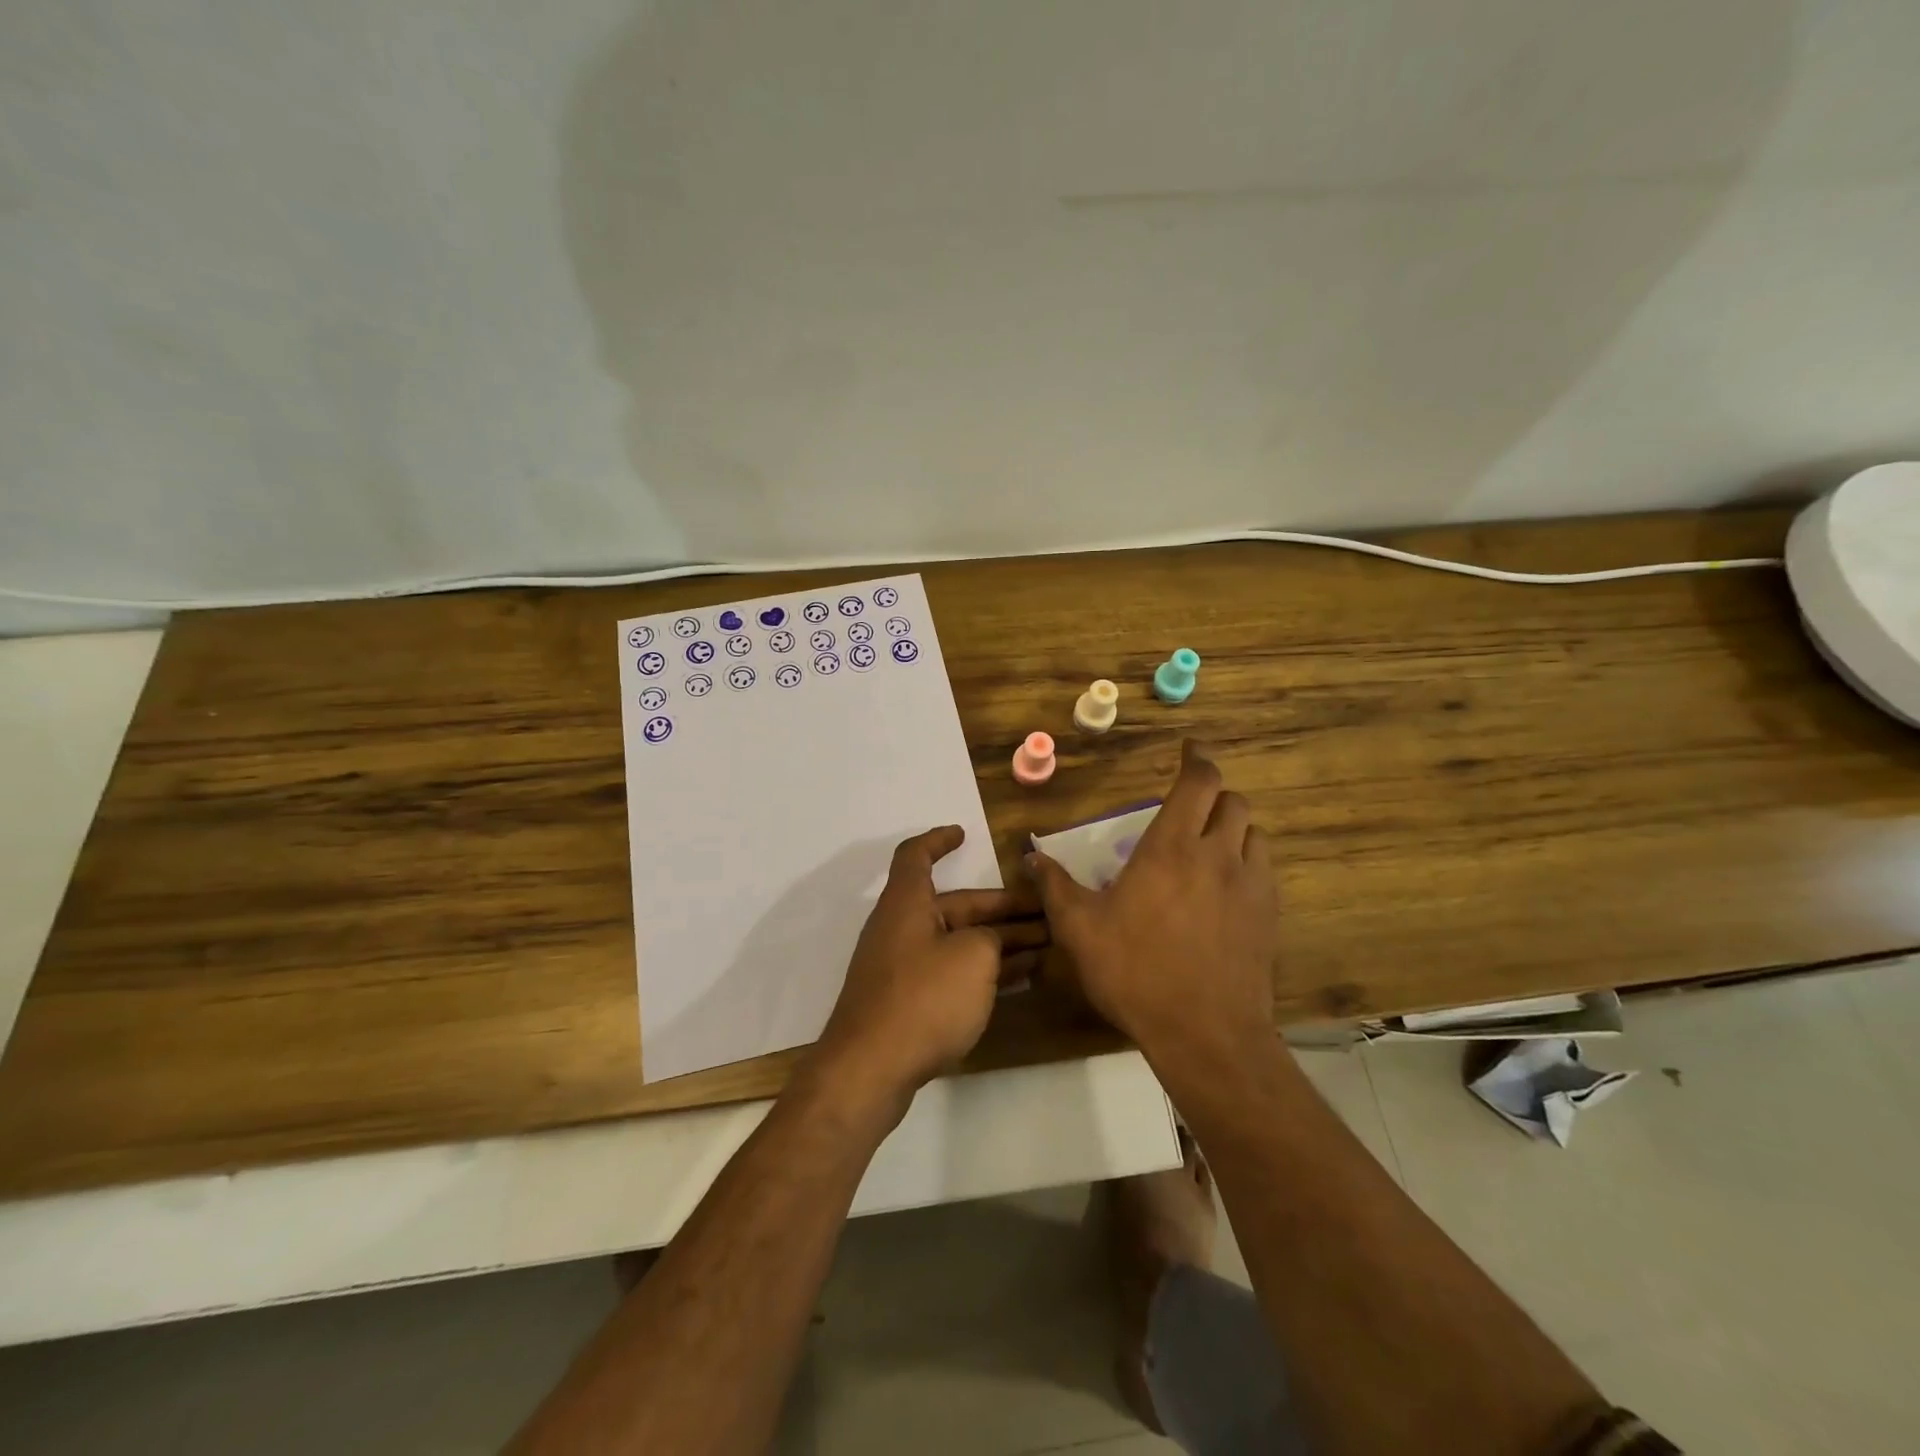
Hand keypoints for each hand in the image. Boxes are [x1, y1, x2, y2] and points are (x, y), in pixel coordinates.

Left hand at [806, 827, 1043, 1115]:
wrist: (870, 1070)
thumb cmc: (923, 999)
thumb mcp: (972, 958)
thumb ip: (990, 939)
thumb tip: (990, 942)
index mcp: (908, 903)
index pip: (916, 856)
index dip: (938, 840)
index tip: (963, 834)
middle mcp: (901, 927)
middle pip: (955, 905)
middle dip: (1001, 908)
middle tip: (1047, 912)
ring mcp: (903, 966)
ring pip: (958, 940)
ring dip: (1000, 940)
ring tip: (1045, 945)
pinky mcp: (908, 1000)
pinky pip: (952, 971)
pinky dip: (983, 969)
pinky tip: (1018, 978)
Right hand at [1028, 742, 1278, 1066]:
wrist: (1206, 1033)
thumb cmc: (1136, 972)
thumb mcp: (1079, 930)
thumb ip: (1054, 887)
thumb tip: (1030, 857)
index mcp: (1171, 847)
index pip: (1198, 782)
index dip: (1197, 758)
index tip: (1188, 748)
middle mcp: (1217, 855)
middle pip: (1233, 801)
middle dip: (1213, 794)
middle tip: (1189, 806)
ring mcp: (1250, 885)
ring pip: (1254, 832)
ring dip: (1234, 827)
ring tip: (1209, 843)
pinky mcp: (1269, 916)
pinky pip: (1264, 869)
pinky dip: (1247, 860)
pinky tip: (1226, 886)